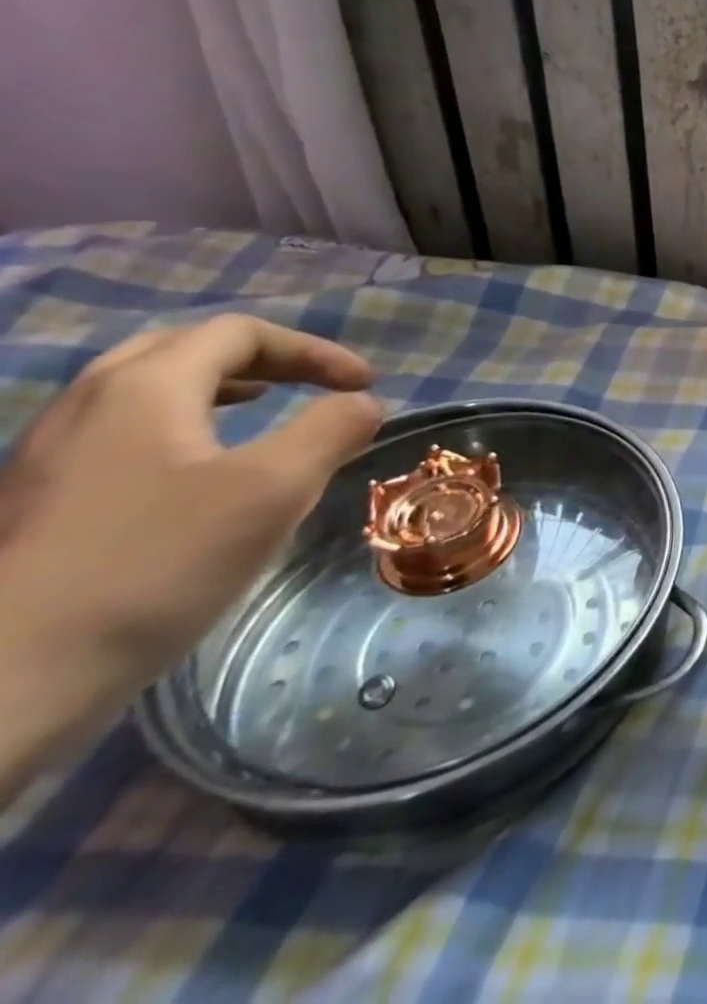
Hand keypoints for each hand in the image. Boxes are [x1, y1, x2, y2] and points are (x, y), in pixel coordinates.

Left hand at [0, 316, 382, 791]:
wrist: (7, 679)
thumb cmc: (156, 565)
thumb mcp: (276, 488)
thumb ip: (332, 429)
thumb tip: (362, 403)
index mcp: (143, 389)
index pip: (240, 334)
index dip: (314, 350)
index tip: (365, 386)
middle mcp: (87, 406)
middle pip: (182, 349)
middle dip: (262, 359)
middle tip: (312, 384)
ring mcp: (49, 455)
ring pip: (142, 390)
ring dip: (218, 388)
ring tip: (262, 412)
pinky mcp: (38, 501)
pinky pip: (120, 432)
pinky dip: (180, 425)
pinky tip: (201, 470)